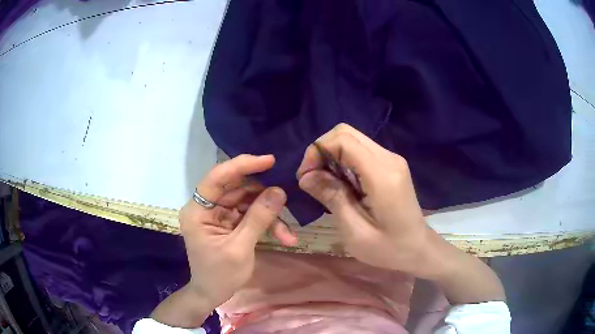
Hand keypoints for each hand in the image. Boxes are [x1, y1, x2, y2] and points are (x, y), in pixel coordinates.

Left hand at [151, 154, 295, 327]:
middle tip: (286, 200)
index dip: (242, 166)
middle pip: (236, 189)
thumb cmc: (220, 275)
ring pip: (247, 201)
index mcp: (197, 211)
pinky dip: (267, 223)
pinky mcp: (229, 222)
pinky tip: (284, 236)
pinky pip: (250, 214)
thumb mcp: (240, 248)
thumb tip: (279, 191)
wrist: (212, 294)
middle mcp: (206, 207)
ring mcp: (218, 214)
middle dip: (263, 197)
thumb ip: (258, 218)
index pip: (217, 178)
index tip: (269, 161)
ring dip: (269, 214)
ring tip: (287, 233)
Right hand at [297, 123, 504, 302]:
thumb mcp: (355, 231)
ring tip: (324, 184)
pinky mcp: (391, 164)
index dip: (317, 151)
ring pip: (352, 139)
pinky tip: (341, 183)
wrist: (418, 249)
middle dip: (322, 150)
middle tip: (312, 179)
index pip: (343, 140)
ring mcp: (392, 159)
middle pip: (346, 133)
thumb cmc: (388, 249)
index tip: (305, 177)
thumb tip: (306, 176)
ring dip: (332, 155)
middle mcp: (389, 158)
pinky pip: (360, 151)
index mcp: (382, 175)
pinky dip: (343, 160)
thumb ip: (332, 198)